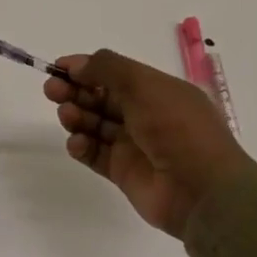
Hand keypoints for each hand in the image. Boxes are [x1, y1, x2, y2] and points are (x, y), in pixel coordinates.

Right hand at [44, 50, 253, 237]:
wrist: (203, 191)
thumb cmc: (177, 127)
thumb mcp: (144, 85)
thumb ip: (106, 68)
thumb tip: (76, 65)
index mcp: (157, 91)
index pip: (114, 74)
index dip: (85, 68)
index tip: (58, 67)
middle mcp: (145, 115)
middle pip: (100, 97)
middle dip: (74, 91)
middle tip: (52, 90)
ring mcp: (133, 145)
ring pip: (94, 124)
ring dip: (76, 116)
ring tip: (68, 117)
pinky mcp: (123, 172)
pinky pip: (94, 153)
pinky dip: (81, 146)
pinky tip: (78, 143)